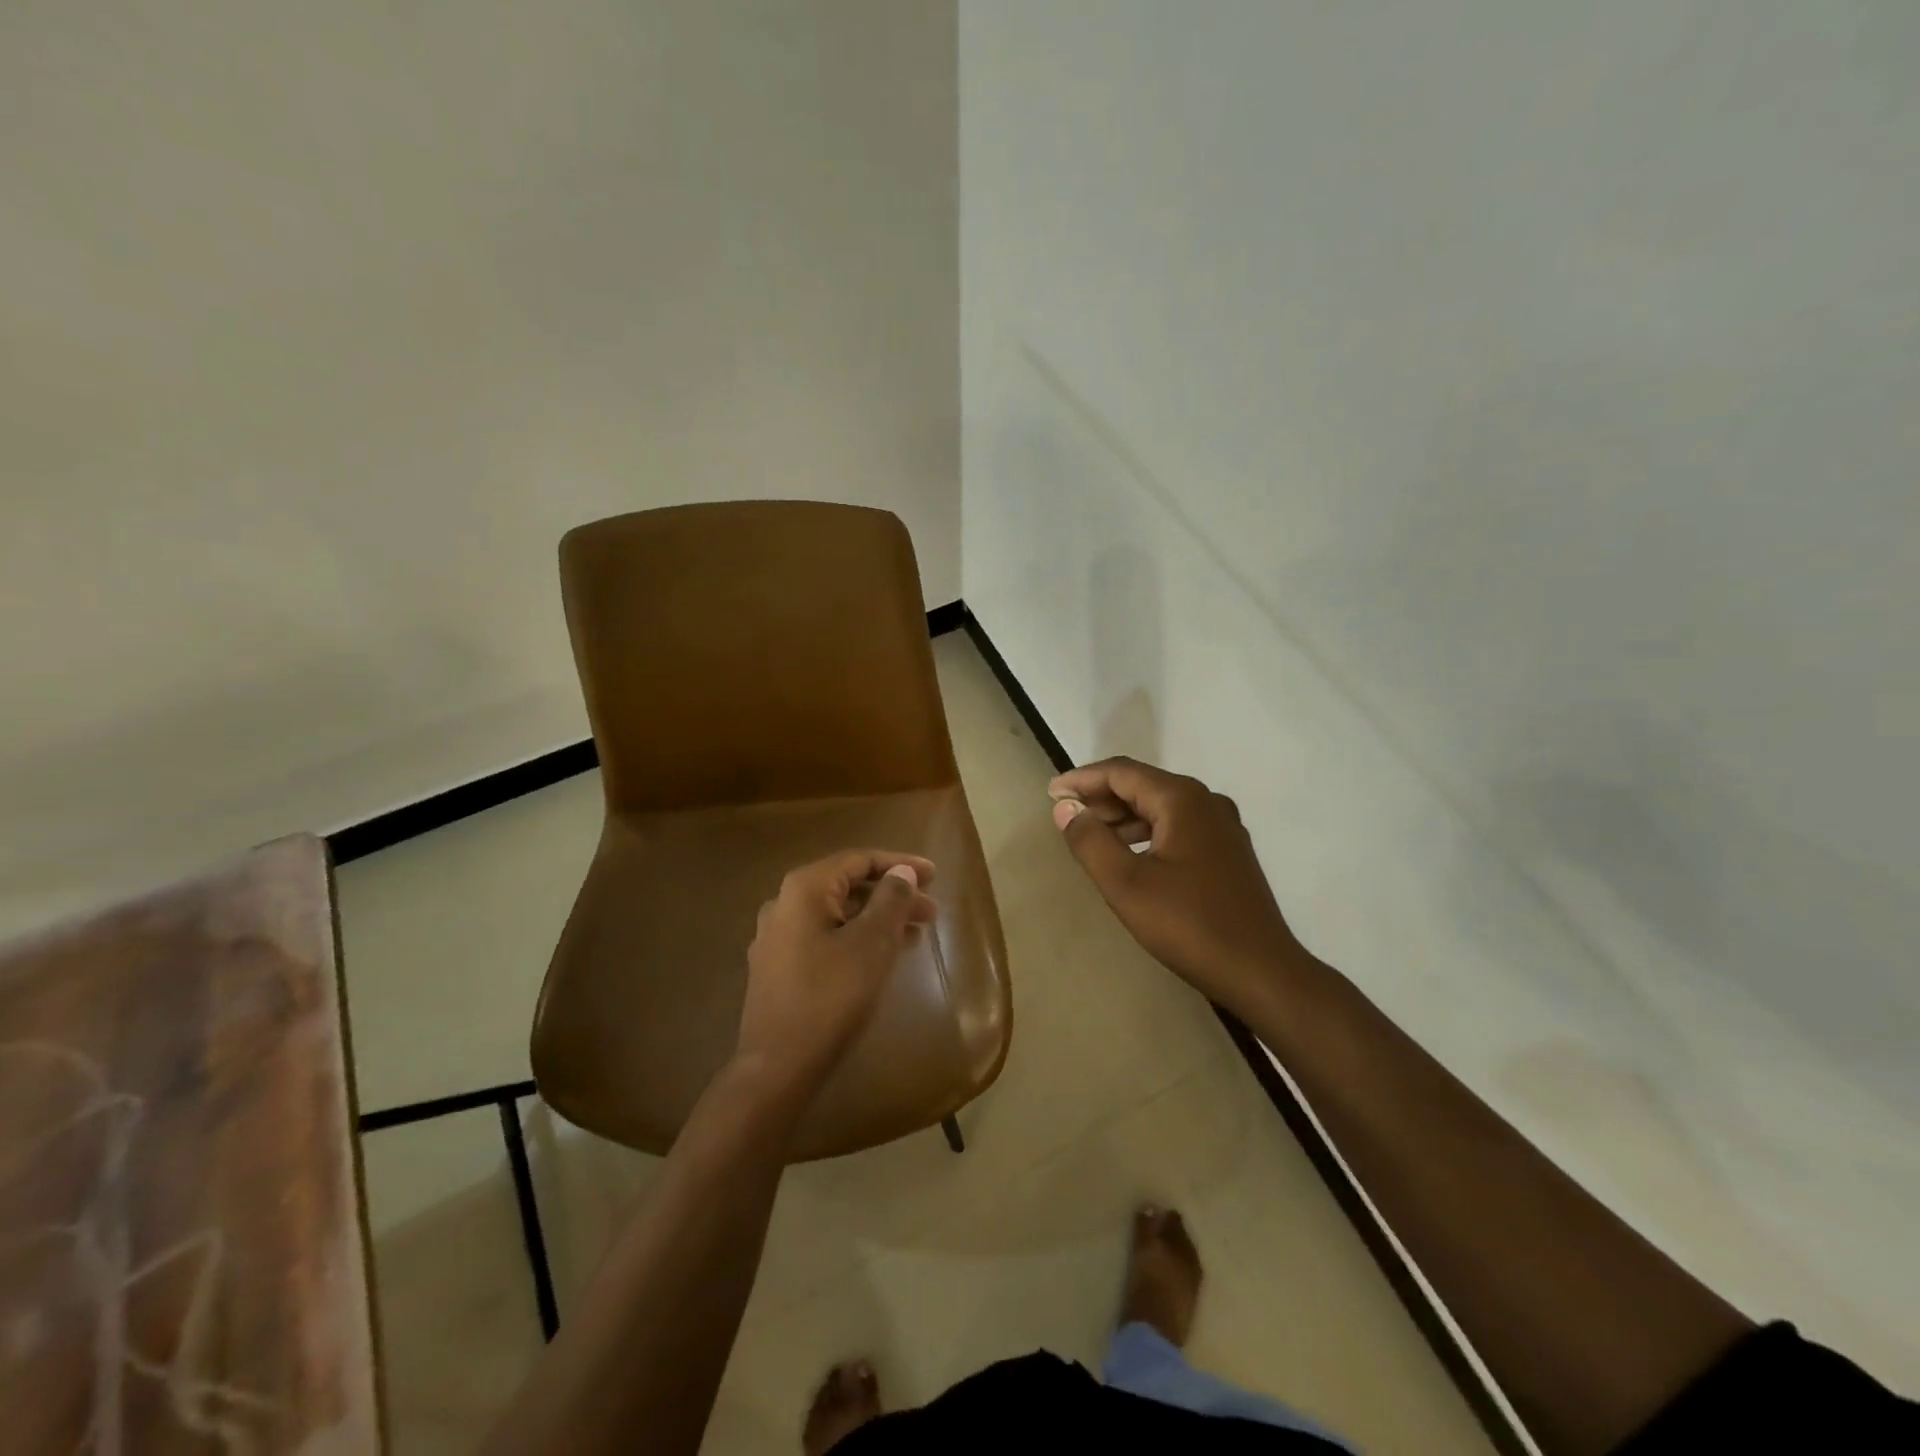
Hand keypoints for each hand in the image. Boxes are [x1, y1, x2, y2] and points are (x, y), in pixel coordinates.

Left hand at [734, 850, 937, 1098]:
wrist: (777, 1068)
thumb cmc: (830, 997)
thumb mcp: (872, 944)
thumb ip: (891, 900)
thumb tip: (902, 872)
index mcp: (804, 889)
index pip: (858, 860)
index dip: (900, 864)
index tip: (935, 876)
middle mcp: (784, 904)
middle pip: (847, 886)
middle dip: (892, 895)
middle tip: (931, 911)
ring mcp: (777, 938)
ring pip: (838, 914)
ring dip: (878, 918)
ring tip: (916, 934)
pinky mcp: (778, 967)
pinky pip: (825, 937)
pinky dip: (857, 938)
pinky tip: (882, 956)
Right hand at [1049, 757, 1304, 1011]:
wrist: (1261, 972)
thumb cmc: (1189, 925)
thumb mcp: (1126, 884)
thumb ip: (1090, 841)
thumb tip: (1066, 808)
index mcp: (1182, 800)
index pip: (1122, 772)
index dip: (1082, 779)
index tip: (1051, 793)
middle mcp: (1206, 802)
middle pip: (1143, 786)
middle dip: (1101, 797)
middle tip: (1065, 814)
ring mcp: (1223, 828)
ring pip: (1161, 808)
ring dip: (1123, 817)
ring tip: (1090, 836)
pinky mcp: (1229, 853)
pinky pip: (1178, 827)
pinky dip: (1147, 833)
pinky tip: (1130, 856)